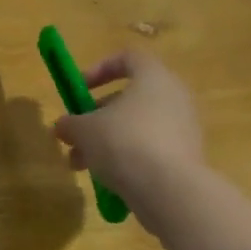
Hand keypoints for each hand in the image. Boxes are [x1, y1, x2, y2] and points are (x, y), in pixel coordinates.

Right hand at [51, 49, 208, 237]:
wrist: (171, 191)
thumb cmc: (124, 142)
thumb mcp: (84, 130)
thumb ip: (70, 124)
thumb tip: (62, 127)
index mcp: (153, 77)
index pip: (128, 58)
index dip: (100, 69)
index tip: (79, 89)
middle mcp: (174, 97)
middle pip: (130, 97)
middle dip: (97, 117)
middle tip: (75, 135)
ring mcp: (184, 129)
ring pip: (138, 127)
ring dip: (107, 142)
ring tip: (81, 166)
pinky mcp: (188, 158)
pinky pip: (151, 150)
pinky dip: (129, 159)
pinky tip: (108, 180)